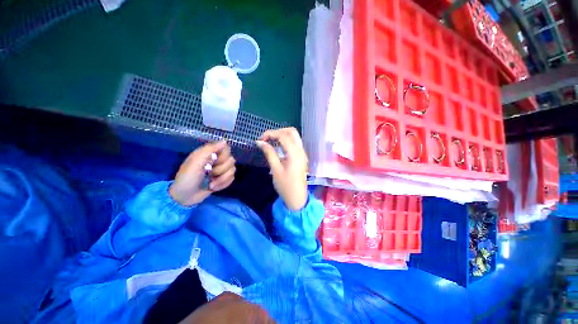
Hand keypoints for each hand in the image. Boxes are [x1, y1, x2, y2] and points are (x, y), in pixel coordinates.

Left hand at [169, 141, 235, 205]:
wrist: (185, 197)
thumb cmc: (187, 178)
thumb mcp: (195, 162)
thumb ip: (209, 150)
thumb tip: (224, 141)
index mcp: (209, 154)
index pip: (226, 148)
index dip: (223, 155)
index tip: (215, 160)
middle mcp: (217, 160)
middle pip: (231, 160)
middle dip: (221, 169)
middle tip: (209, 173)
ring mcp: (221, 170)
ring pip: (232, 170)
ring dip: (222, 179)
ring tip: (210, 183)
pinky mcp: (223, 179)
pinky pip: (232, 178)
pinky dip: (223, 184)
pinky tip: (213, 187)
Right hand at [256, 127, 307, 210]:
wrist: (297, 198)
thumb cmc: (286, 186)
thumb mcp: (276, 169)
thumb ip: (269, 153)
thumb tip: (260, 142)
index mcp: (295, 154)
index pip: (283, 136)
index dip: (271, 134)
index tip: (260, 139)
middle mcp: (301, 151)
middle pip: (291, 132)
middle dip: (278, 131)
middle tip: (266, 138)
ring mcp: (303, 153)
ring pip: (294, 136)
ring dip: (282, 135)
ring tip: (270, 141)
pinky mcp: (301, 157)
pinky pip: (295, 143)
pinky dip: (286, 141)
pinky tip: (278, 146)